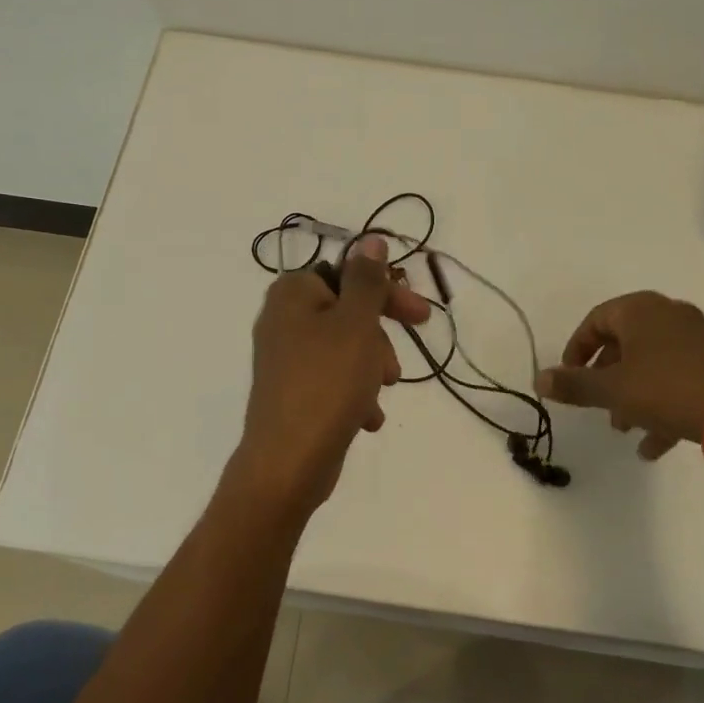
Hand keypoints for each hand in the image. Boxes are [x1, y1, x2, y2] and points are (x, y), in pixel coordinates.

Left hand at [233, 235, 430, 514]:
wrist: (287, 463)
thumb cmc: (326, 383)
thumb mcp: (355, 324)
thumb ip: (366, 280)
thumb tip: (371, 239)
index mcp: (292, 294)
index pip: (348, 275)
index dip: (387, 294)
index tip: (421, 317)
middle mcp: (282, 320)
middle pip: (348, 313)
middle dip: (379, 340)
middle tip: (399, 367)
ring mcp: (285, 359)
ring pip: (345, 349)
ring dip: (371, 369)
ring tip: (380, 395)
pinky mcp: (292, 393)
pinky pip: (333, 381)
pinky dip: (354, 394)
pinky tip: (367, 419)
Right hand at [535, 292, 703, 459]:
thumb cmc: (665, 389)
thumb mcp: (611, 389)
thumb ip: (573, 384)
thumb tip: (538, 379)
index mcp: (640, 310)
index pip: (595, 320)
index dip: (576, 350)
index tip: (568, 378)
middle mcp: (668, 315)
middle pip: (623, 342)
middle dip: (605, 378)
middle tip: (596, 404)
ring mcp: (696, 339)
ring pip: (650, 364)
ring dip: (631, 395)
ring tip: (623, 428)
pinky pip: (676, 379)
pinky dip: (660, 405)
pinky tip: (652, 446)